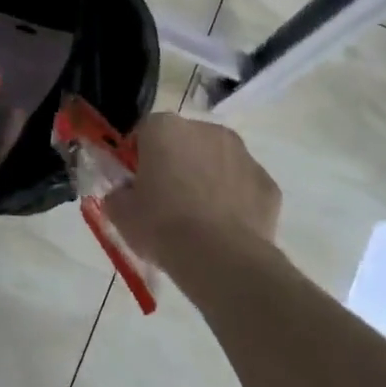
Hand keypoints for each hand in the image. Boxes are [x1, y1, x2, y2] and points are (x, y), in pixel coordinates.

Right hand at [105, 113, 280, 273]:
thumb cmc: (162, 225)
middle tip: (166, 202)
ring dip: (207, 179)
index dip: (138, 158)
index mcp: (164, 128)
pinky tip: (225, 230)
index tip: (136, 185)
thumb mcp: (121, 213)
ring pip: (217, 161)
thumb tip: (123, 194)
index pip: (144, 133)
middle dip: (176, 164)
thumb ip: (117, 194)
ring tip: (199, 220)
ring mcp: (242, 154)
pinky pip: (243, 187)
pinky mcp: (268, 183)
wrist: (221, 259)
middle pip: (184, 142)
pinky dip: (235, 201)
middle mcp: (206, 129)